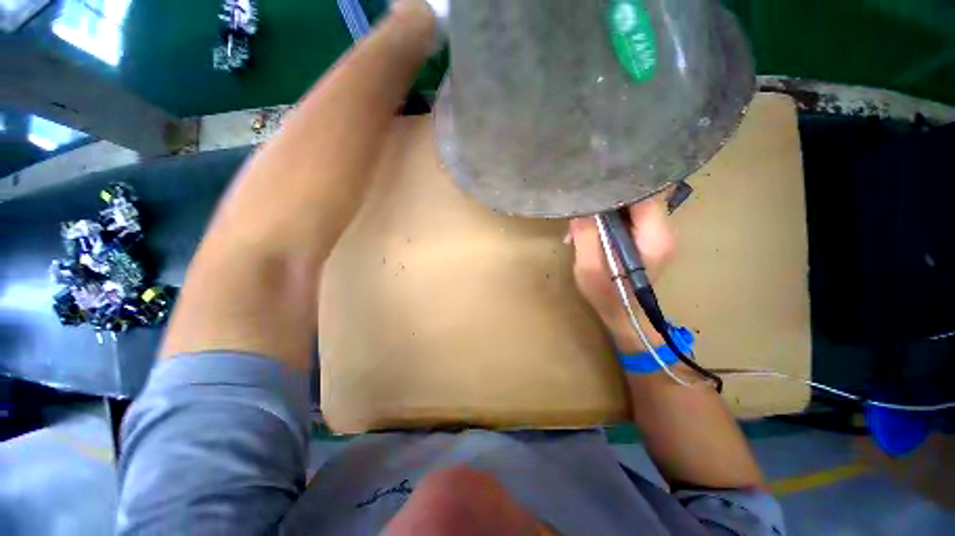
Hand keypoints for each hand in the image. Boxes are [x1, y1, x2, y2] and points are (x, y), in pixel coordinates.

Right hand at [567, 195, 674, 352]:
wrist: (624, 316)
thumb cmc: (606, 295)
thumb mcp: (588, 267)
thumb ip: (586, 235)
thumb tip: (580, 206)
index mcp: (655, 236)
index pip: (646, 192)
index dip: (621, 182)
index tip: (595, 179)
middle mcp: (664, 230)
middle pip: (640, 195)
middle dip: (609, 194)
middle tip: (583, 199)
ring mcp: (657, 234)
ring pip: (634, 204)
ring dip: (607, 206)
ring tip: (583, 216)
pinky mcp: (647, 238)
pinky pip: (630, 216)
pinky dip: (610, 216)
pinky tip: (592, 226)